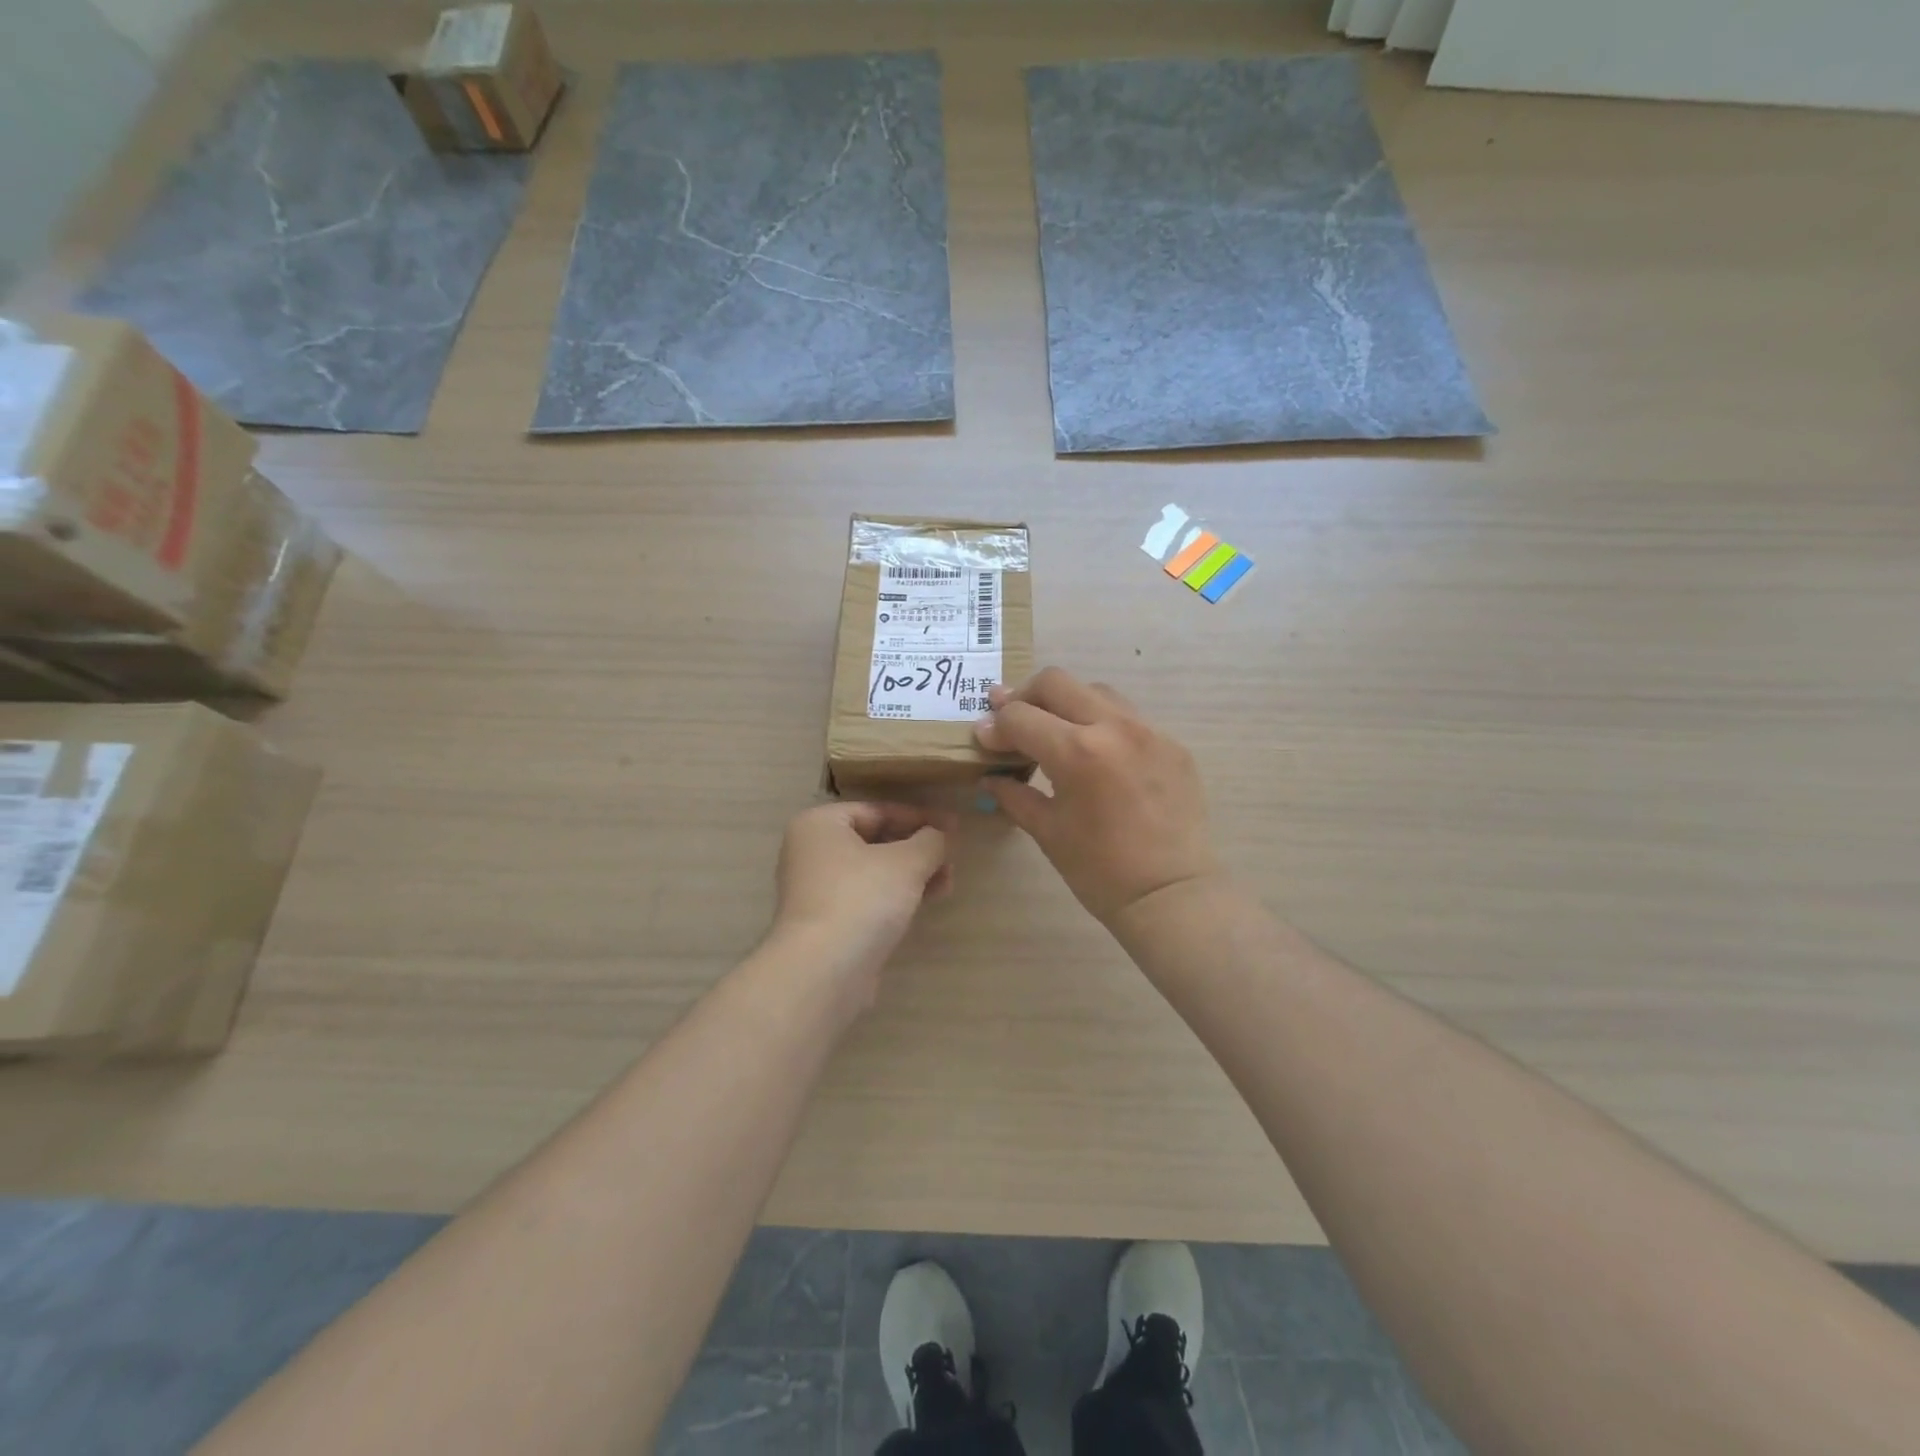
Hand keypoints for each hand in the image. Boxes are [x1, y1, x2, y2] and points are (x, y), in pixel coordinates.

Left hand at [771, 801, 954, 1000]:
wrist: (824, 971)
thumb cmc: (861, 899)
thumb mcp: (906, 862)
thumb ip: (930, 841)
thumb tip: (941, 835)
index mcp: (819, 825)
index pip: (877, 810)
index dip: (919, 817)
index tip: (953, 826)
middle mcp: (811, 853)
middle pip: (875, 841)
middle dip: (917, 849)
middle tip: (952, 857)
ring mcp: (816, 891)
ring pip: (873, 872)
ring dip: (912, 874)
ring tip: (948, 881)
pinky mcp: (827, 923)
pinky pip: (867, 898)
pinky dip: (896, 896)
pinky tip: (927, 901)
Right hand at [974, 667, 1221, 924]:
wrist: (1172, 896)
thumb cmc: (1100, 871)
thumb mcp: (1047, 831)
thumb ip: (1014, 795)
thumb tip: (989, 776)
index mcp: (1077, 752)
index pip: (1020, 716)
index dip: (994, 726)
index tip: (984, 739)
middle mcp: (1114, 726)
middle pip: (1056, 682)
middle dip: (1025, 696)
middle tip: (1011, 720)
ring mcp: (1149, 730)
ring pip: (1095, 691)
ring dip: (1066, 703)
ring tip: (1054, 730)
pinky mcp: (1172, 743)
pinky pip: (1128, 717)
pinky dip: (1102, 723)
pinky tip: (1096, 753)